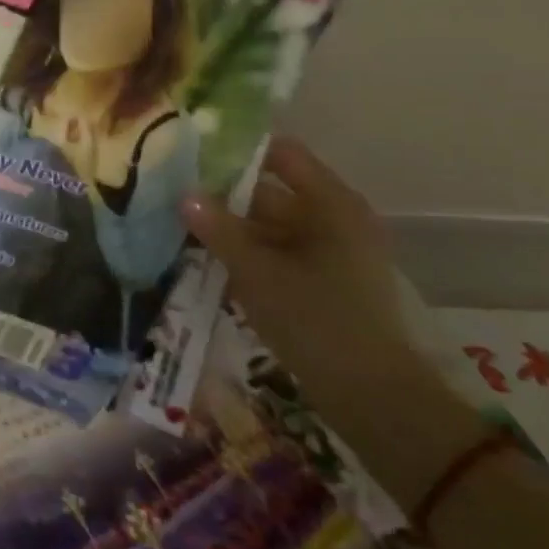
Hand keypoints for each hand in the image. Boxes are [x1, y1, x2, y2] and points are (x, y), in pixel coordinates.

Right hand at [181, 137, 426, 414]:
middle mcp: (335, 219)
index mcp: (331, 204)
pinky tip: (210, 260)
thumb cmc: (316, 321)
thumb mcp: (256, 271)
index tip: (193, 153)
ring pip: (270, 225)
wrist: (373, 398)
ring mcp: (332, 252)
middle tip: (174, 194)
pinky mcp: (325, 282)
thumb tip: (183, 193)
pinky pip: (278, 252)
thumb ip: (217, 229)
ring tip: (182, 227)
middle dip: (224, 194)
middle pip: (271, 191)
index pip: (280, 154)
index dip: (237, 150)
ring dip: (231, 227)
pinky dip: (248, 253)